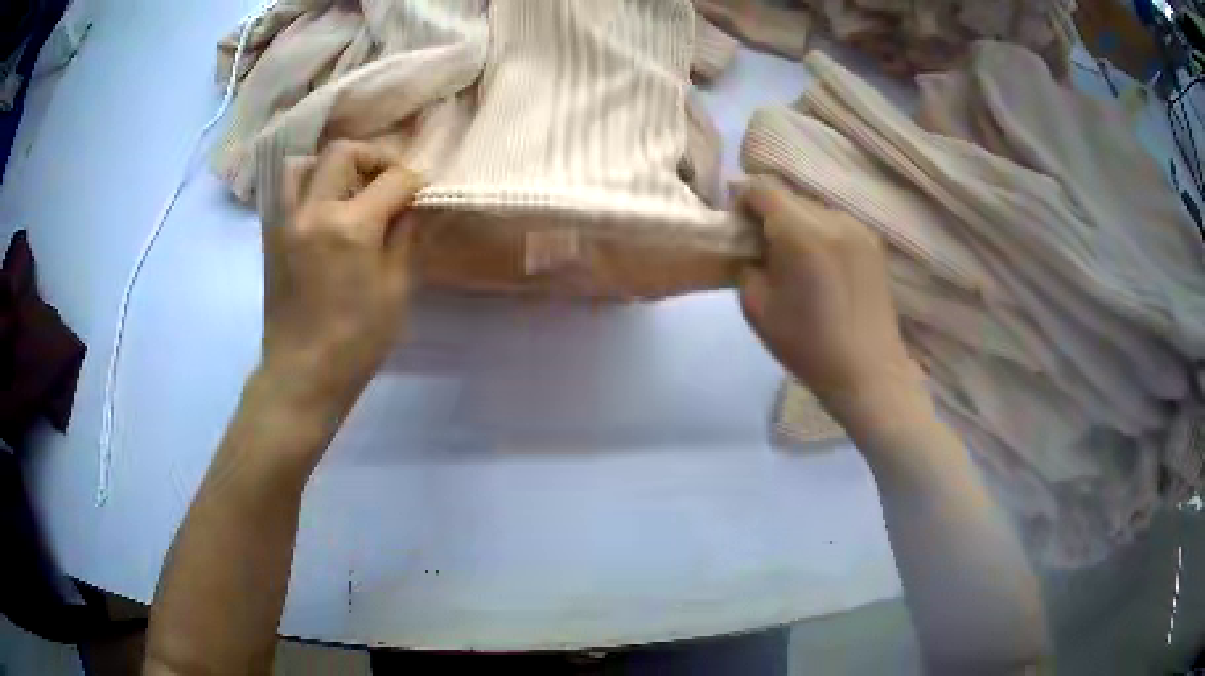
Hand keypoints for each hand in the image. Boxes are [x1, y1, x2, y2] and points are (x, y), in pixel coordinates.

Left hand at [260, 140, 423, 413]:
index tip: (423, 190)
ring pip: (306, 164)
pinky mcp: (272, 236)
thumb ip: (403, 238)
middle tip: (388, 181)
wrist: (301, 374)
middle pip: (343, 152)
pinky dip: (310, 186)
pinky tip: (326, 212)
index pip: (392, 179)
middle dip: (374, 158)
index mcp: (350, 227)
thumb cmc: (356, 343)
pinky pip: (288, 191)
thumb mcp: (395, 292)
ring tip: (349, 189)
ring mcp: (286, 221)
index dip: (414, 180)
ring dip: (333, 167)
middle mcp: (313, 211)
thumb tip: (409, 208)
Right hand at [738, 177, 919, 417]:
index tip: (738, 231)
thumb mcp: (757, 308)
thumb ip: (746, 265)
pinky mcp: (873, 242)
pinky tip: (821, 267)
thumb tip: (750, 247)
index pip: (761, 189)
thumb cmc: (808, 345)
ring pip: (813, 209)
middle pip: (789, 196)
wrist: (867, 371)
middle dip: (769, 214)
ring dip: (795, 224)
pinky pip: (835, 223)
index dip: (741, 202)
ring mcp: (858, 228)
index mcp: (802, 232)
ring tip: (794, 261)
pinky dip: (819, 234)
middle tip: (763, 249)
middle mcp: (833, 218)